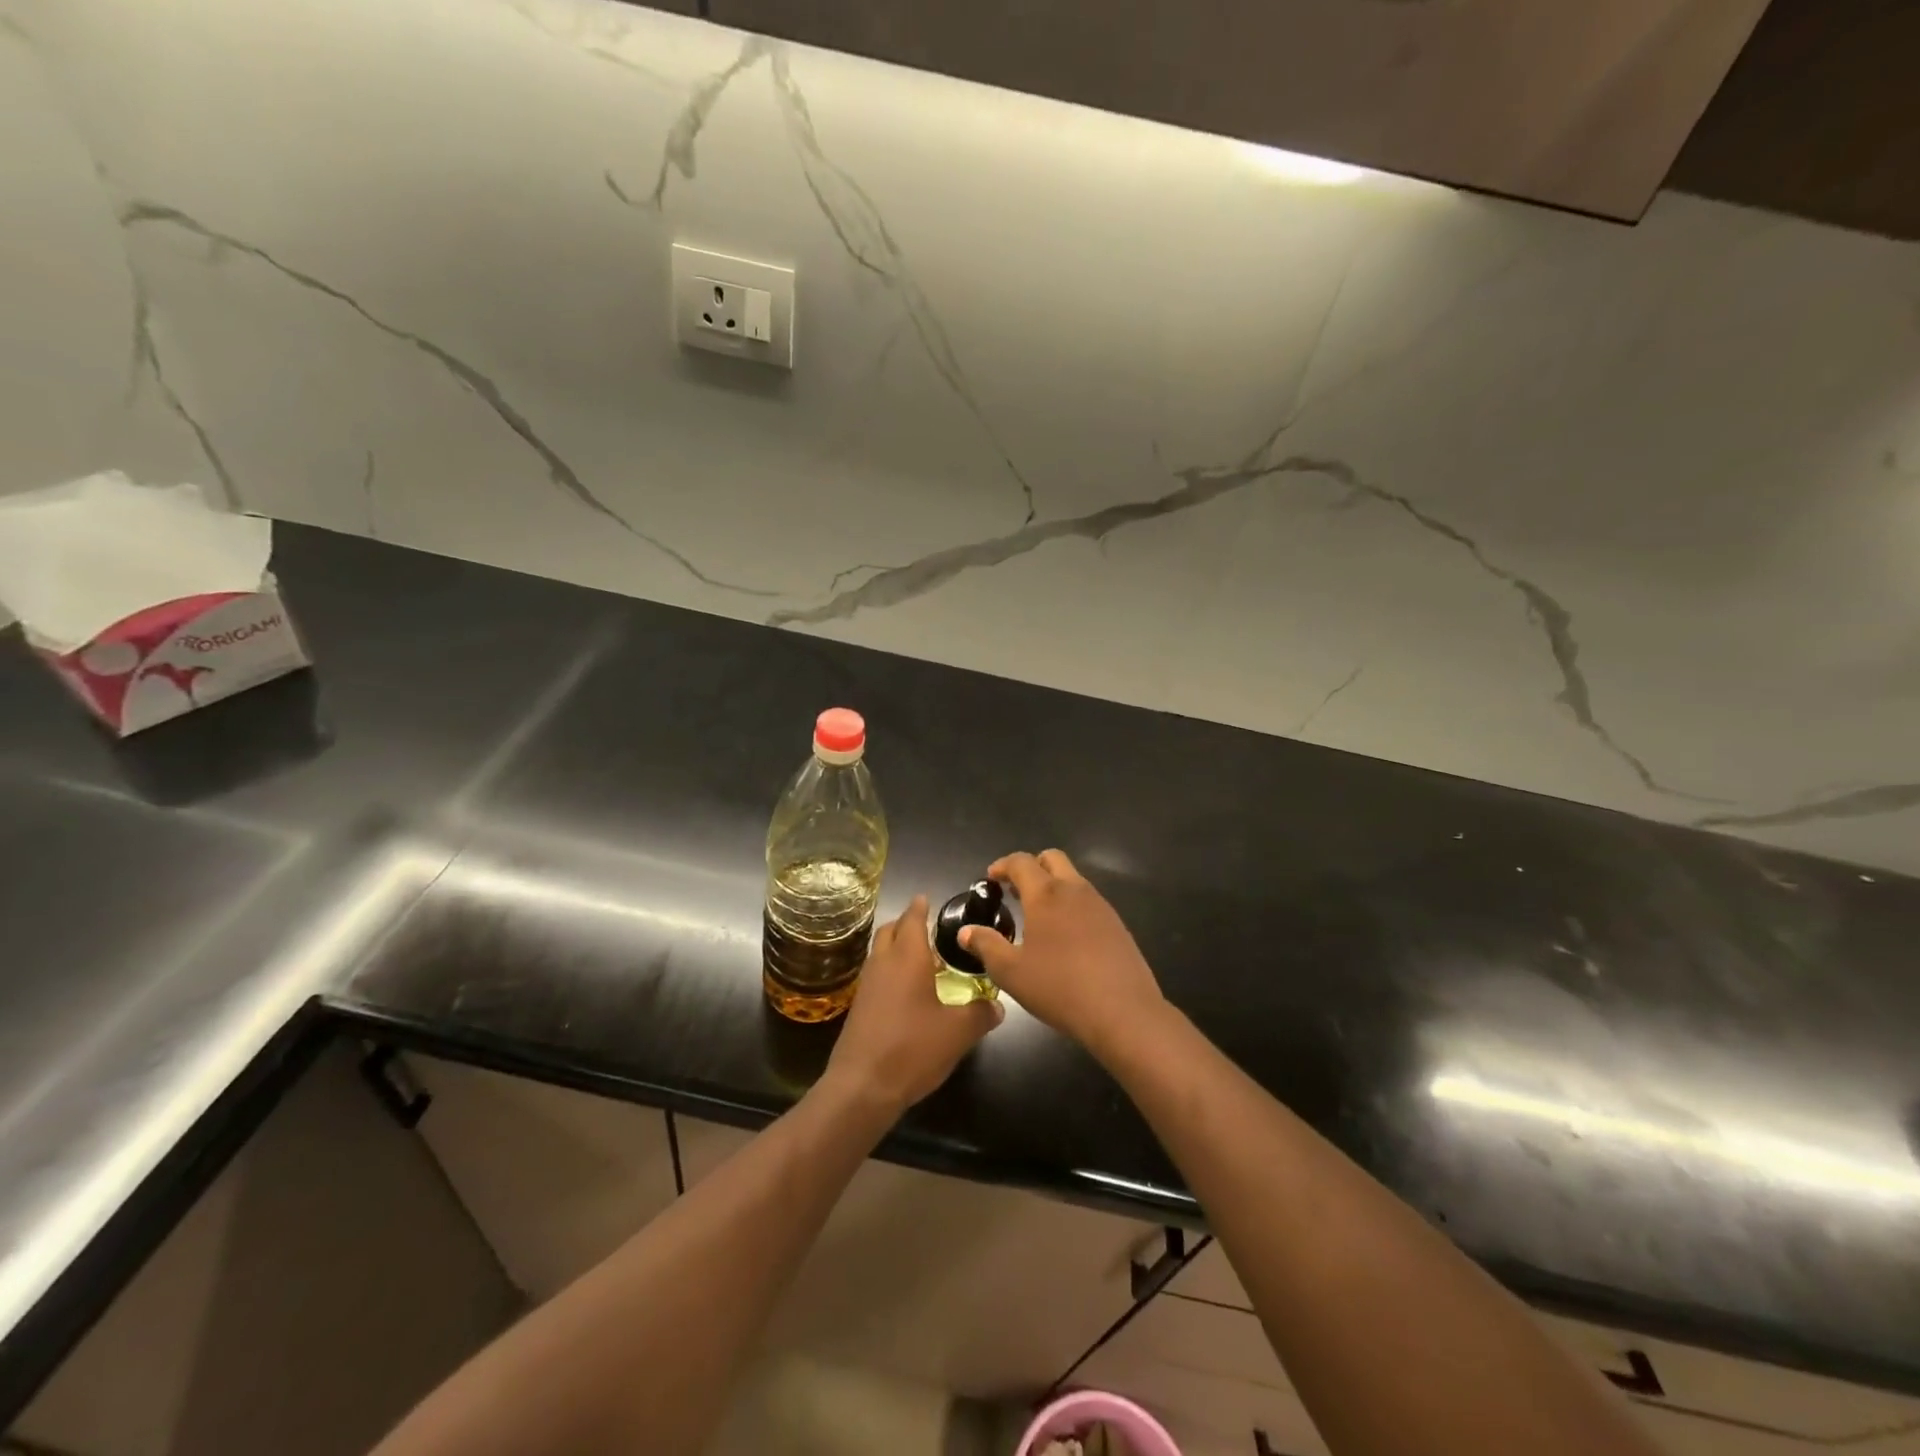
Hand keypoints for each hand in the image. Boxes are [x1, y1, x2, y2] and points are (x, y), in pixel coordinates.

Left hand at [826, 896, 1002, 1115]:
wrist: (862, 1087)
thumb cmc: (913, 1048)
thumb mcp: (958, 1033)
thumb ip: (980, 1014)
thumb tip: (998, 1005)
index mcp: (908, 958)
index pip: (912, 919)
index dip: (920, 907)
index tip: (927, 897)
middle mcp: (883, 963)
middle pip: (890, 930)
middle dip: (906, 924)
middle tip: (928, 928)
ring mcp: (867, 986)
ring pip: (880, 953)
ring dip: (897, 948)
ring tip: (922, 960)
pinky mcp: (859, 1008)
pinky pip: (876, 976)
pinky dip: (890, 972)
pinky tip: (907, 993)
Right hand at [961, 850, 1167, 1058]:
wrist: (1124, 1012)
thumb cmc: (1059, 988)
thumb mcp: (1011, 972)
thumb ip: (986, 946)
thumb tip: (966, 931)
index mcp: (1046, 894)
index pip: (1021, 862)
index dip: (1002, 865)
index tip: (991, 878)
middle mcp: (1075, 890)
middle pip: (1052, 859)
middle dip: (1031, 867)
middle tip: (1014, 891)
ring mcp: (1101, 905)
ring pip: (1073, 879)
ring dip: (1053, 886)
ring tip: (1037, 916)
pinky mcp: (1117, 925)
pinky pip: (1089, 901)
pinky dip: (1071, 906)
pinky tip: (1065, 937)